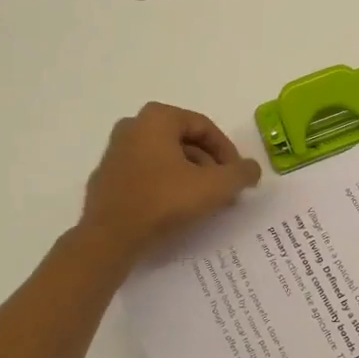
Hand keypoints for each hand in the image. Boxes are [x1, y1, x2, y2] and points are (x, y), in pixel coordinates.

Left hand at [78, 103, 261, 260]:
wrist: (109, 239)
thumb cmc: (163, 201)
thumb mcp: (214, 186)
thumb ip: (240, 174)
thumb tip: (252, 169)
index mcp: (157, 118)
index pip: (204, 128)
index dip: (227, 152)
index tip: (237, 177)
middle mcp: (132, 127)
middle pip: (184, 142)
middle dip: (208, 165)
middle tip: (223, 190)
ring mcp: (115, 152)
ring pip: (164, 159)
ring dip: (188, 176)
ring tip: (203, 202)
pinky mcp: (106, 179)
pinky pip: (145, 175)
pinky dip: (164, 186)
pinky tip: (175, 210)